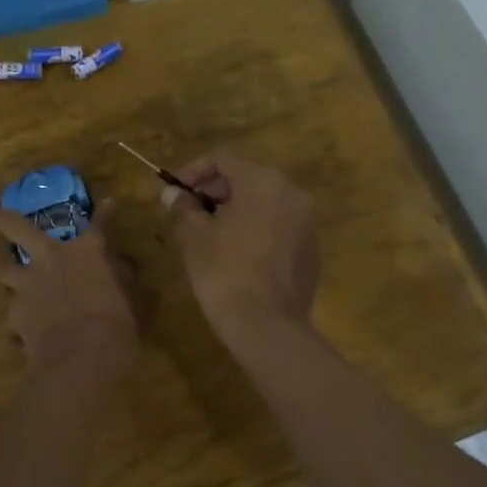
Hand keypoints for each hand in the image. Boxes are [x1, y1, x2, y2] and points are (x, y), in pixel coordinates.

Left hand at [0, 204, 138, 377]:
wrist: (81, 357)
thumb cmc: (118, 325)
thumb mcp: (136, 301)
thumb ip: (126, 282)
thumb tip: (124, 272)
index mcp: (88, 252)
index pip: (99, 224)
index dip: (105, 213)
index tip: (108, 203)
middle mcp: (51, 259)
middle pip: (18, 228)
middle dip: (4, 219)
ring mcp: (28, 286)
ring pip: (2, 270)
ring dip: (3, 270)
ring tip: (2, 272)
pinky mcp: (14, 315)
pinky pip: (11, 316)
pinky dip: (17, 323)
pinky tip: (21, 335)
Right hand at [160, 150, 320, 343]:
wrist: (267, 327)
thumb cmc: (225, 273)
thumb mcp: (193, 237)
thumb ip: (183, 208)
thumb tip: (173, 195)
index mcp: (263, 182)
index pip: (224, 159)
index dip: (194, 171)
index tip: (176, 192)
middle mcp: (292, 193)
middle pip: (247, 179)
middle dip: (216, 192)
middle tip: (190, 214)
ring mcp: (307, 223)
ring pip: (265, 204)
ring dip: (237, 212)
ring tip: (211, 236)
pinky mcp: (312, 250)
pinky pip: (280, 228)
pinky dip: (257, 231)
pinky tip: (239, 257)